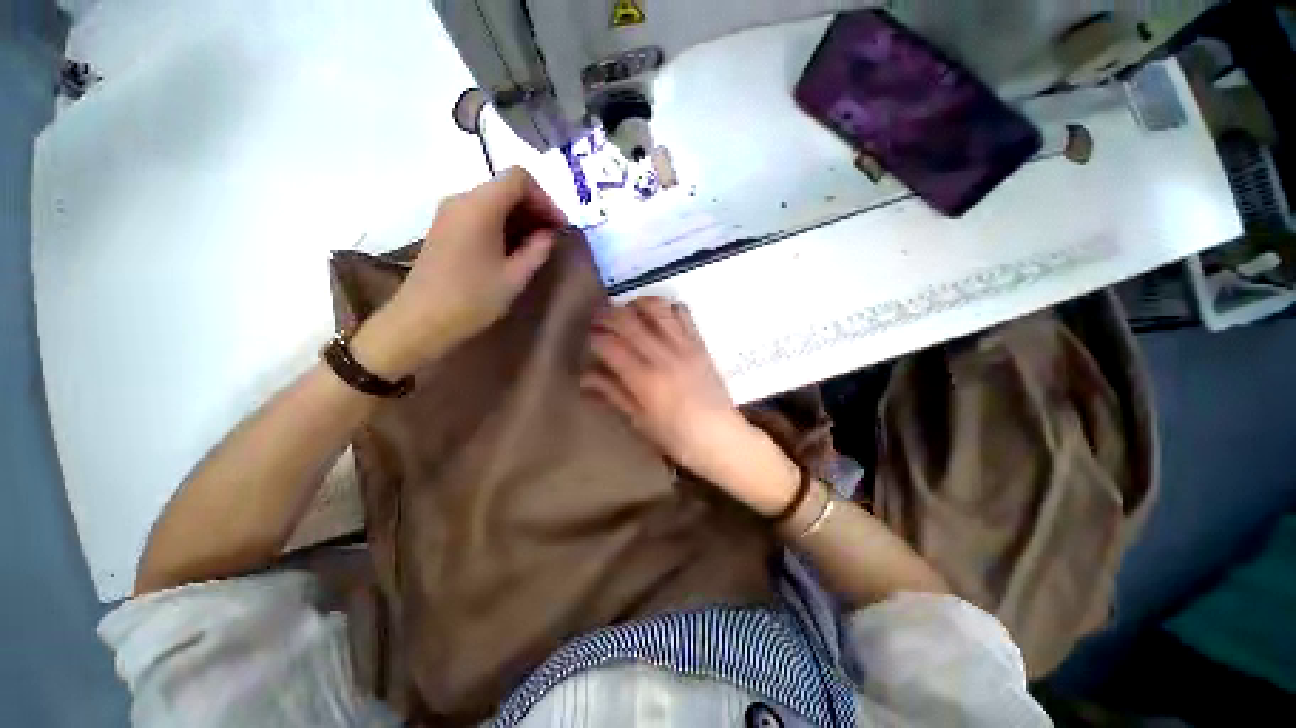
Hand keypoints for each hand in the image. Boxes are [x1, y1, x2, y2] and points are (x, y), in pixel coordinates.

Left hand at [352, 168, 566, 378]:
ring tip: (536, 245)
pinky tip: (513, 248)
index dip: (545, 198)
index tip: (559, 226)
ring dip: (519, 217)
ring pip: (493, 200)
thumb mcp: (515, 276)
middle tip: (552, 236)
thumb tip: (548, 233)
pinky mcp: (444, 227)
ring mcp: (449, 213)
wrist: (422, 320)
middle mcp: (461, 199)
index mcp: (480, 206)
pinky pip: (479, 213)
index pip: (519, 178)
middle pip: (505, 186)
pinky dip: (502, 223)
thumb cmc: (473, 298)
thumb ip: (537, 249)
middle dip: (534, 207)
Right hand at [582, 297, 799, 514]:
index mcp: (644, 380)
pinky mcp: (700, 343)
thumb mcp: (640, 421)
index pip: (610, 345)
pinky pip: (683, 313)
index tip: (590, 340)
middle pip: (628, 320)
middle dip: (607, 314)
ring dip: (636, 304)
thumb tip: (585, 376)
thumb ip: (613, 393)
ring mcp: (684, 346)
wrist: (721, 437)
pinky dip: (666, 308)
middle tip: (599, 320)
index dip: (594, 338)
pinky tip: (659, 318)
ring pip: (656, 307)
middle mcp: (663, 356)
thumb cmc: (677, 438)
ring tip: (628, 312)